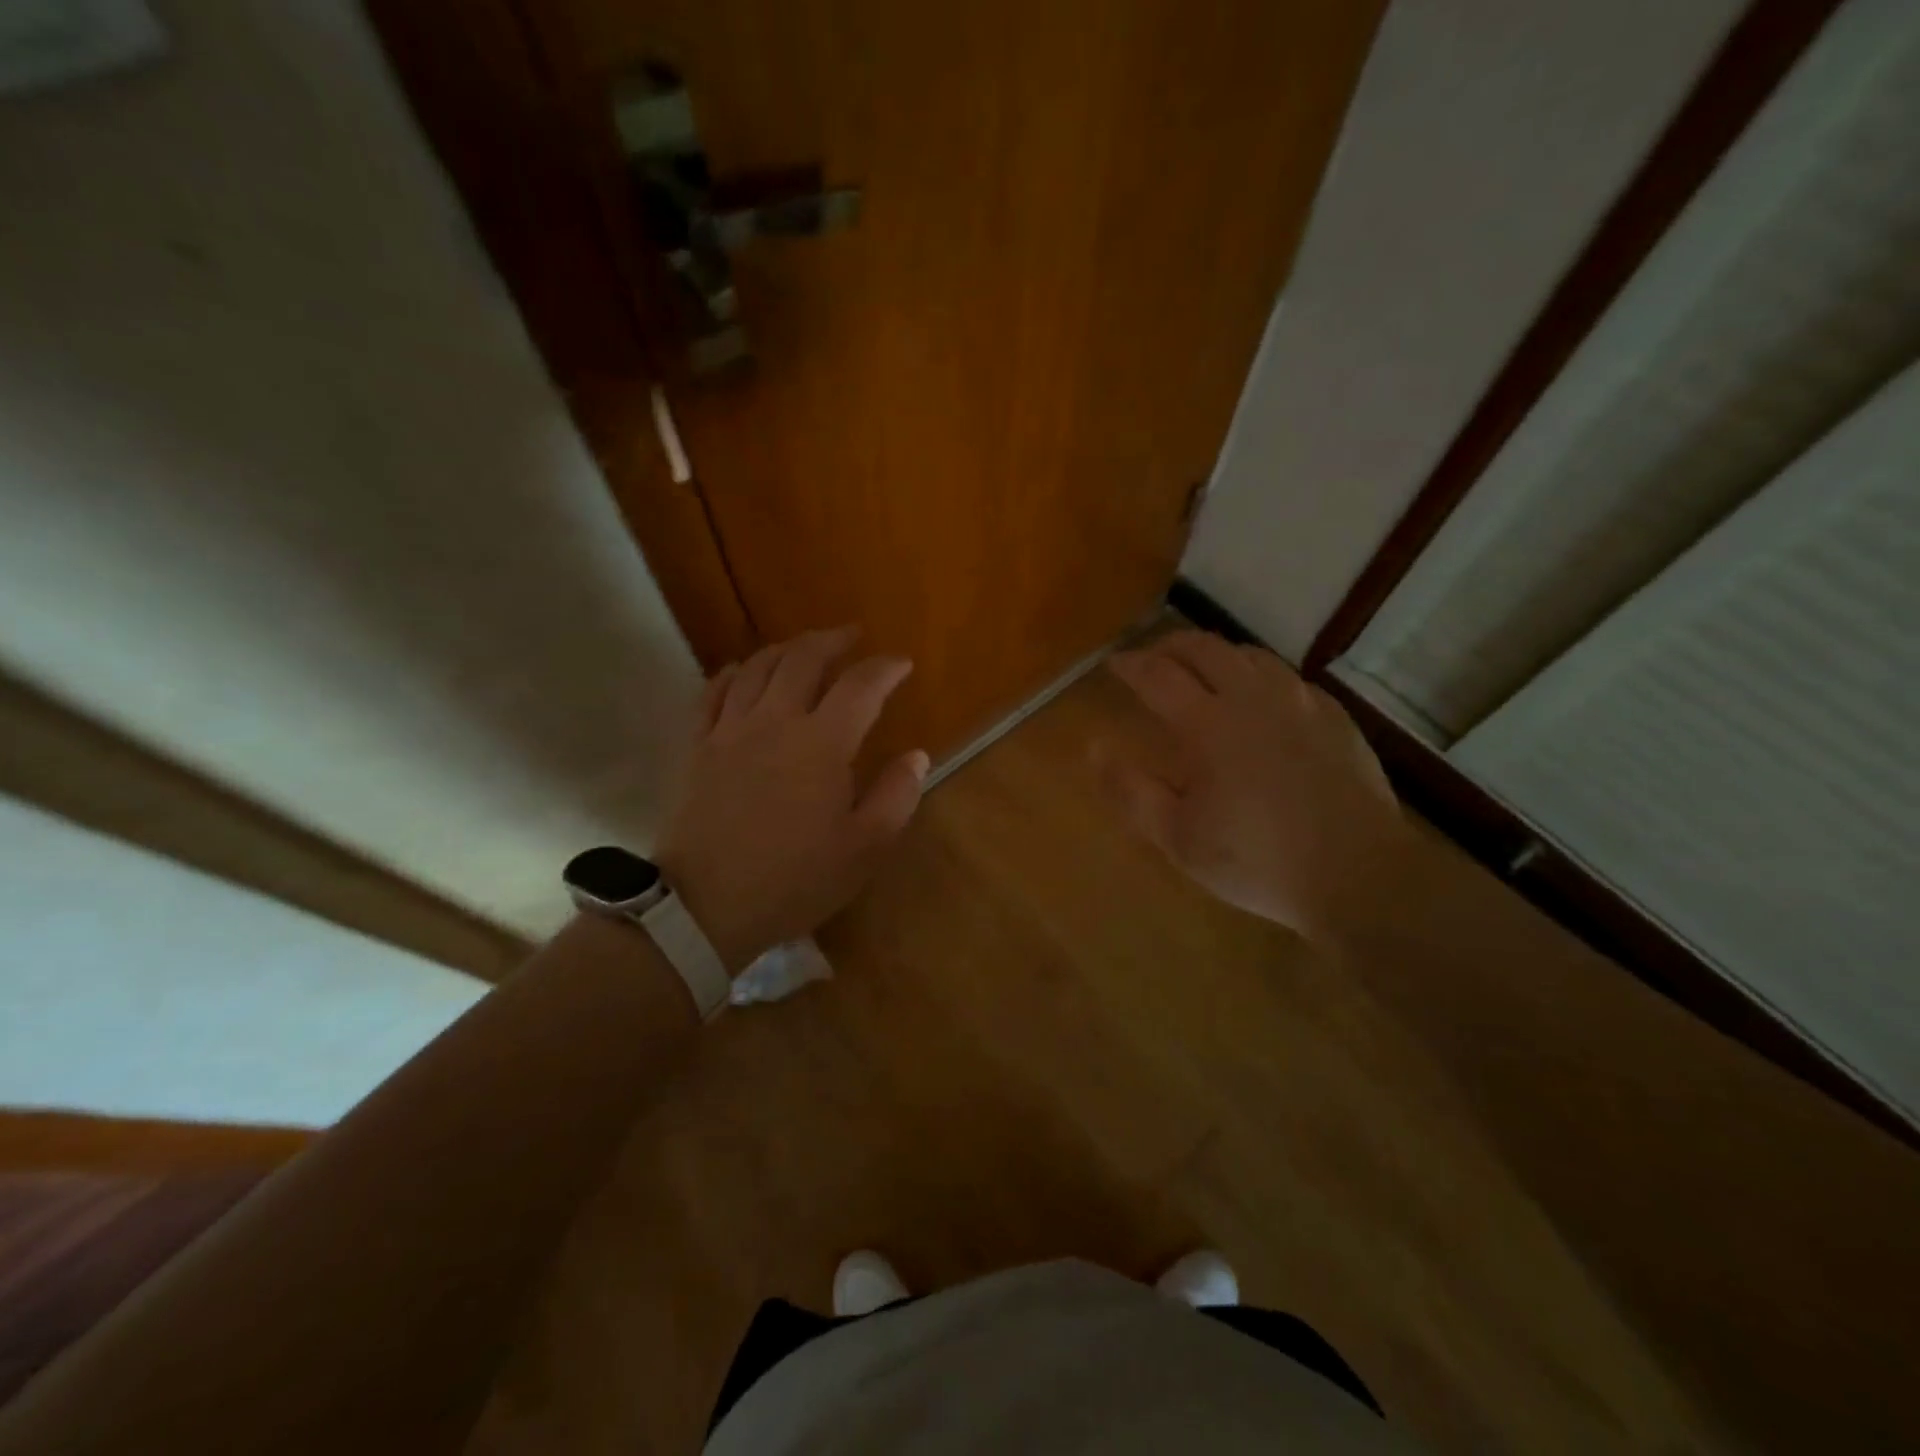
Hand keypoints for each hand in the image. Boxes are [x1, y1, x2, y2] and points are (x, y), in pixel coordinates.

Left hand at [655, 627, 928, 972]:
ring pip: (757, 668)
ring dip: (786, 649)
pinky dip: (732, 673)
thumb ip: (896, 796)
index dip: (885, 668)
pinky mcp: (697, 747)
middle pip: (803, 659)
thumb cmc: (794, 879)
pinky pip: (712, 692)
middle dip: (832, 640)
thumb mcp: (864, 848)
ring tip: (803, 648)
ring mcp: (730, 730)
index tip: (902, 663)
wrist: (705, 906)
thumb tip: (916, 755)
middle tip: (851, 636)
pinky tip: (741, 671)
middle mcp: (775, 721)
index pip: (860, 686)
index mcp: (822, 743)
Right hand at [1096, 631, 1411, 944]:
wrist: (1358, 874)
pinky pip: (1289, 677)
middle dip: (1170, 645)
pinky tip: (1261, 697)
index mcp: (1209, 724)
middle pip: (1205, 648)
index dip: (1131, 664)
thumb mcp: (1178, 837)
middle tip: (1153, 656)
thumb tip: (1094, 748)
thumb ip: (1131, 790)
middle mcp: (1253, 698)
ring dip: (1216, 654)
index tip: (1113, 663)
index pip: (1158, 675)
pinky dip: (1260, 675)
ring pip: (1250, 655)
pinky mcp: (1335, 717)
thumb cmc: (1257, 859)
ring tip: (1202, 669)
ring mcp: (1300, 703)